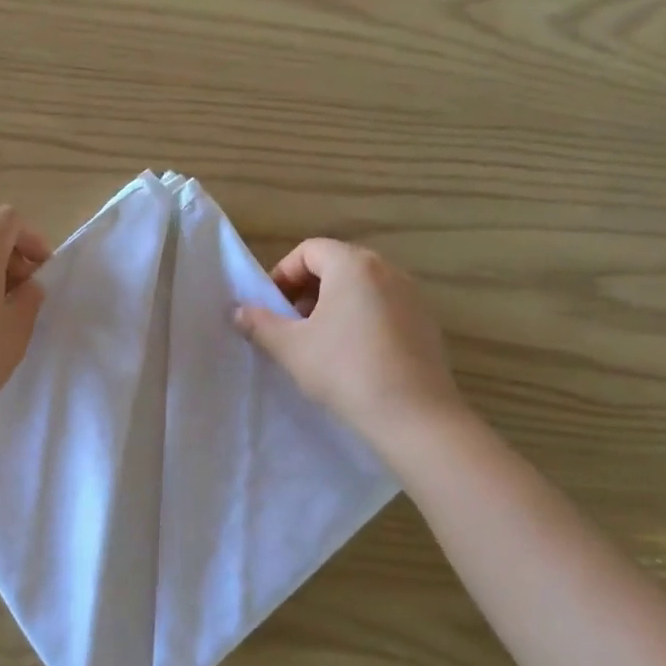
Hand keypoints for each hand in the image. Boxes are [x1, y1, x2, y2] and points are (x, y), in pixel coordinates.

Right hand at [234, 239, 463, 444]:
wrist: (413, 415)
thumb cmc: (344, 370)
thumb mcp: (291, 347)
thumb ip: (260, 324)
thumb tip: (239, 311)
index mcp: (353, 265)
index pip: (309, 250)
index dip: (282, 274)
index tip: (270, 307)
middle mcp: (387, 270)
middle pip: (336, 265)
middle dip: (306, 290)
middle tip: (290, 324)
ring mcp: (412, 296)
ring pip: (361, 287)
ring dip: (332, 305)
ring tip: (319, 342)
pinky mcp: (426, 323)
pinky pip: (383, 308)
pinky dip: (360, 319)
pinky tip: (352, 357)